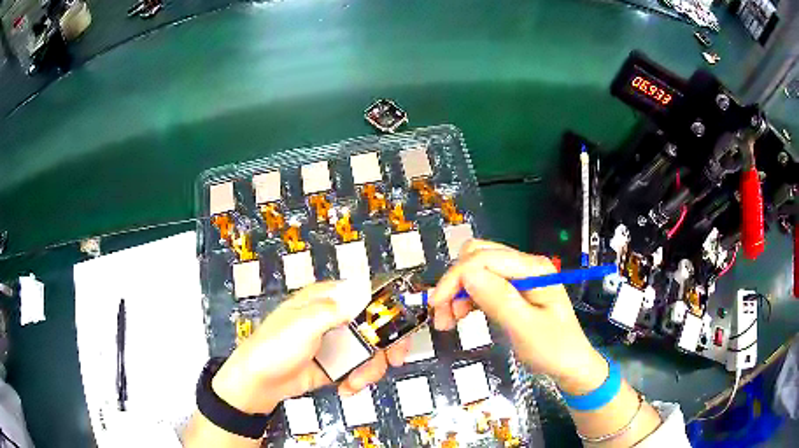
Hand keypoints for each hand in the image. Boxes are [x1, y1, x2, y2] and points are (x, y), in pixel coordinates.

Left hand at [211, 281, 410, 414]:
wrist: (259, 383)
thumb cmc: (277, 347)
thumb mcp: (303, 324)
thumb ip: (334, 308)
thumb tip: (363, 290)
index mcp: (326, 300)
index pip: (365, 293)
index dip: (388, 306)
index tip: (402, 325)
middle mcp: (334, 318)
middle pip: (375, 324)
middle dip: (386, 345)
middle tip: (395, 361)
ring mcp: (335, 343)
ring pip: (370, 350)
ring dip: (370, 369)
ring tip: (355, 383)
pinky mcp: (335, 365)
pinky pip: (358, 368)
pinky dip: (358, 379)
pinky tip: (347, 388)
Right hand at [429, 240, 606, 394]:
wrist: (571, 365)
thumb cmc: (553, 349)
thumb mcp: (526, 328)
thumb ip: (499, 299)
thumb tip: (466, 275)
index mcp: (533, 269)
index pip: (484, 259)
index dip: (455, 278)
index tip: (436, 306)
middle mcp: (525, 266)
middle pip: (478, 257)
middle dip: (455, 282)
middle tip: (443, 314)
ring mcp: (519, 277)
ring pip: (476, 271)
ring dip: (458, 292)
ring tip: (449, 321)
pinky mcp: (513, 291)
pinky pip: (483, 285)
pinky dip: (467, 298)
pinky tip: (462, 316)